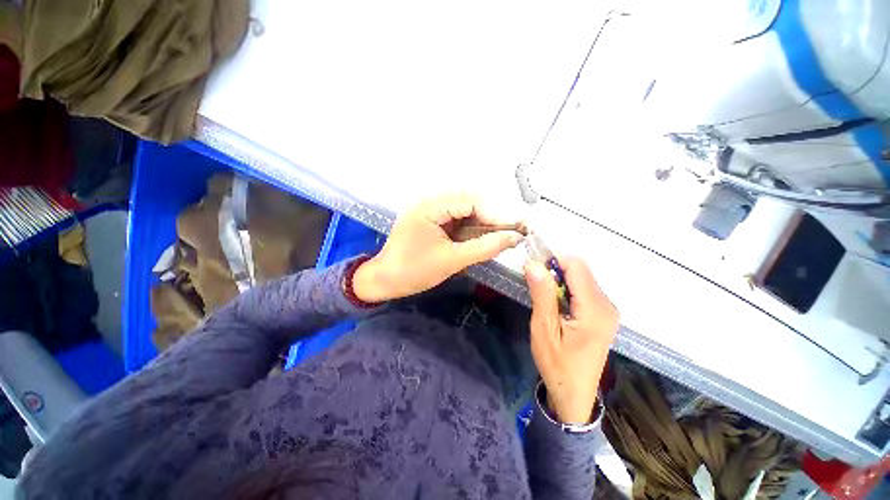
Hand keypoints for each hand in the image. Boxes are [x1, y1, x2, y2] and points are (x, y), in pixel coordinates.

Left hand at [353, 194, 523, 301]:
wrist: (385, 281)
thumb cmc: (414, 271)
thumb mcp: (452, 260)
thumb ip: (484, 248)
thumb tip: (514, 238)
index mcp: (430, 207)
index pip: (471, 202)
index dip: (495, 215)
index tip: (516, 229)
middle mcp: (429, 202)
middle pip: (469, 202)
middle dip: (491, 218)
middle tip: (511, 233)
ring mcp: (429, 211)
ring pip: (465, 210)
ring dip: (483, 222)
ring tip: (500, 236)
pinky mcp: (431, 220)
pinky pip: (456, 219)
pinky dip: (471, 228)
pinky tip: (482, 237)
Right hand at [525, 257, 618, 423]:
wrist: (574, 395)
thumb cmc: (557, 365)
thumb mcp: (544, 330)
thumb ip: (542, 295)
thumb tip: (534, 264)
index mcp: (595, 309)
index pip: (577, 266)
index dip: (553, 260)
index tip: (533, 268)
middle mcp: (607, 305)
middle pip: (581, 271)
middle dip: (555, 270)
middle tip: (535, 284)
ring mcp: (608, 310)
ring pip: (582, 279)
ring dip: (560, 280)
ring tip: (543, 298)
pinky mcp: (603, 314)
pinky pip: (584, 289)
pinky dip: (567, 289)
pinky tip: (556, 305)